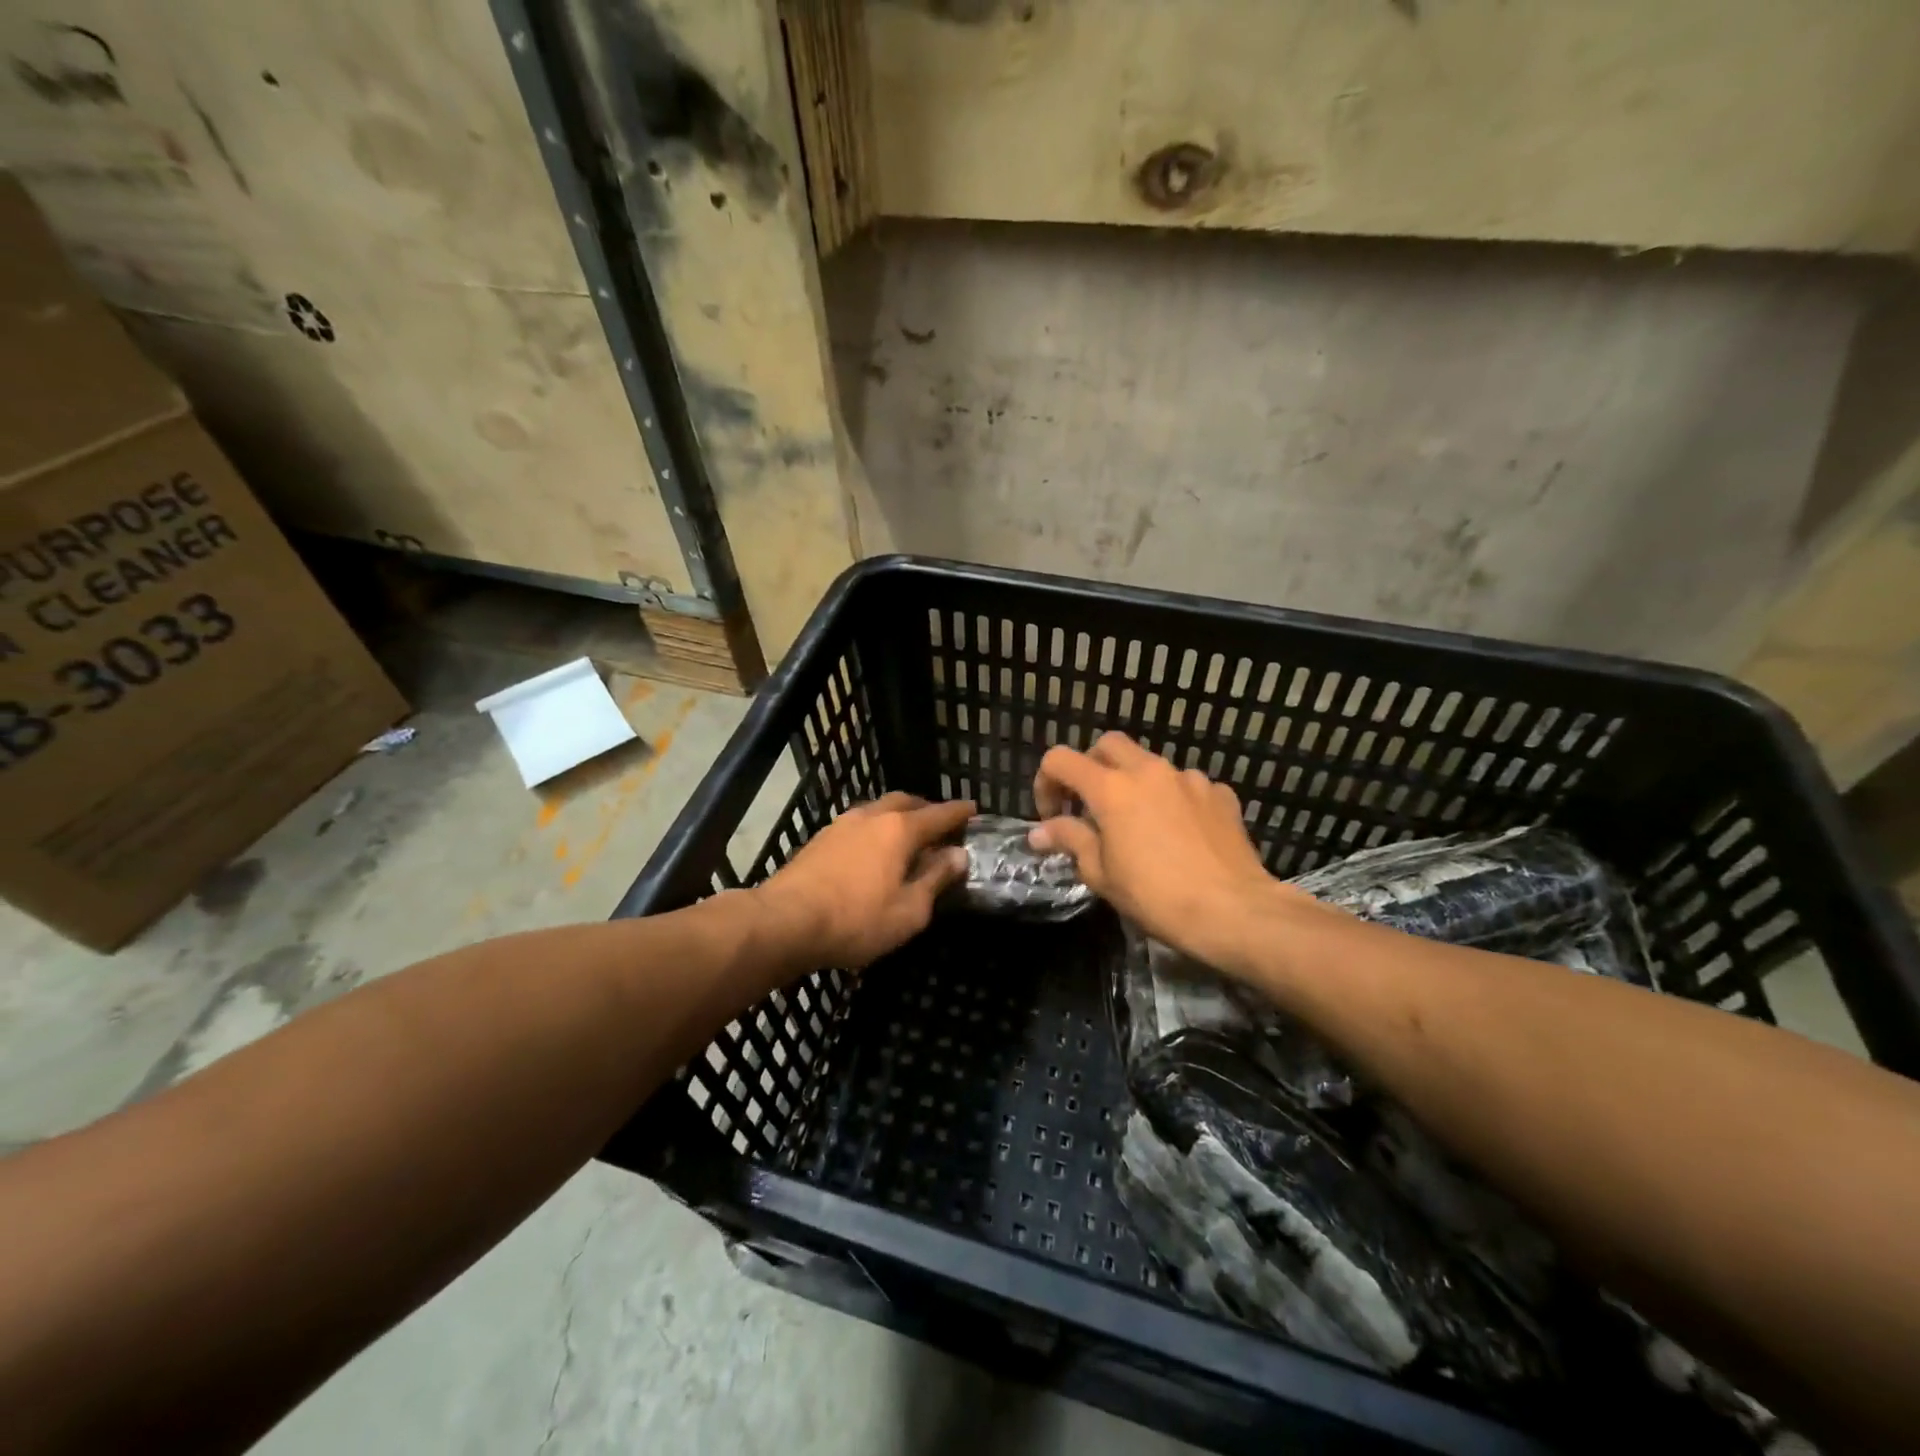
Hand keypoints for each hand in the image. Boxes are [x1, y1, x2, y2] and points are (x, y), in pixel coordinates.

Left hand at [756, 793, 974, 968]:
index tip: (973, 808)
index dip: (959, 812)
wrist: (785, 921)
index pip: (938, 814)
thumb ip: (936, 879)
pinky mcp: (820, 839)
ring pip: (878, 810)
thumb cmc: (856, 920)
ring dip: (897, 818)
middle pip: (905, 802)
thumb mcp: (909, 910)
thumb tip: (958, 854)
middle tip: (939, 824)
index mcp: (899, 830)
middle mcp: (872, 816)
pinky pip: (858, 825)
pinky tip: (872, 851)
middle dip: (926, 809)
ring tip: (906, 837)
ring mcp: (841, 825)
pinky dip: (874, 830)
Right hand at [1032, 734, 1294, 966]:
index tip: (1052, 816)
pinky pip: (1186, 786)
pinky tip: (1179, 832)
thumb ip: (1069, 840)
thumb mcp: (1101, 874)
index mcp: (1111, 788)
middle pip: (1107, 745)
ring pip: (1149, 764)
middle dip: (1090, 768)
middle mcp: (1148, 771)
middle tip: (1089, 806)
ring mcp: (1189, 778)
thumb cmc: (1156, 896)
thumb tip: (1039, 832)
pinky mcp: (1219, 793)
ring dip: (1134, 783)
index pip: (1060, 760)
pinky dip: (1172, 800)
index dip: (1046, 783)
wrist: (1235, 911)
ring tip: (1139, 824)